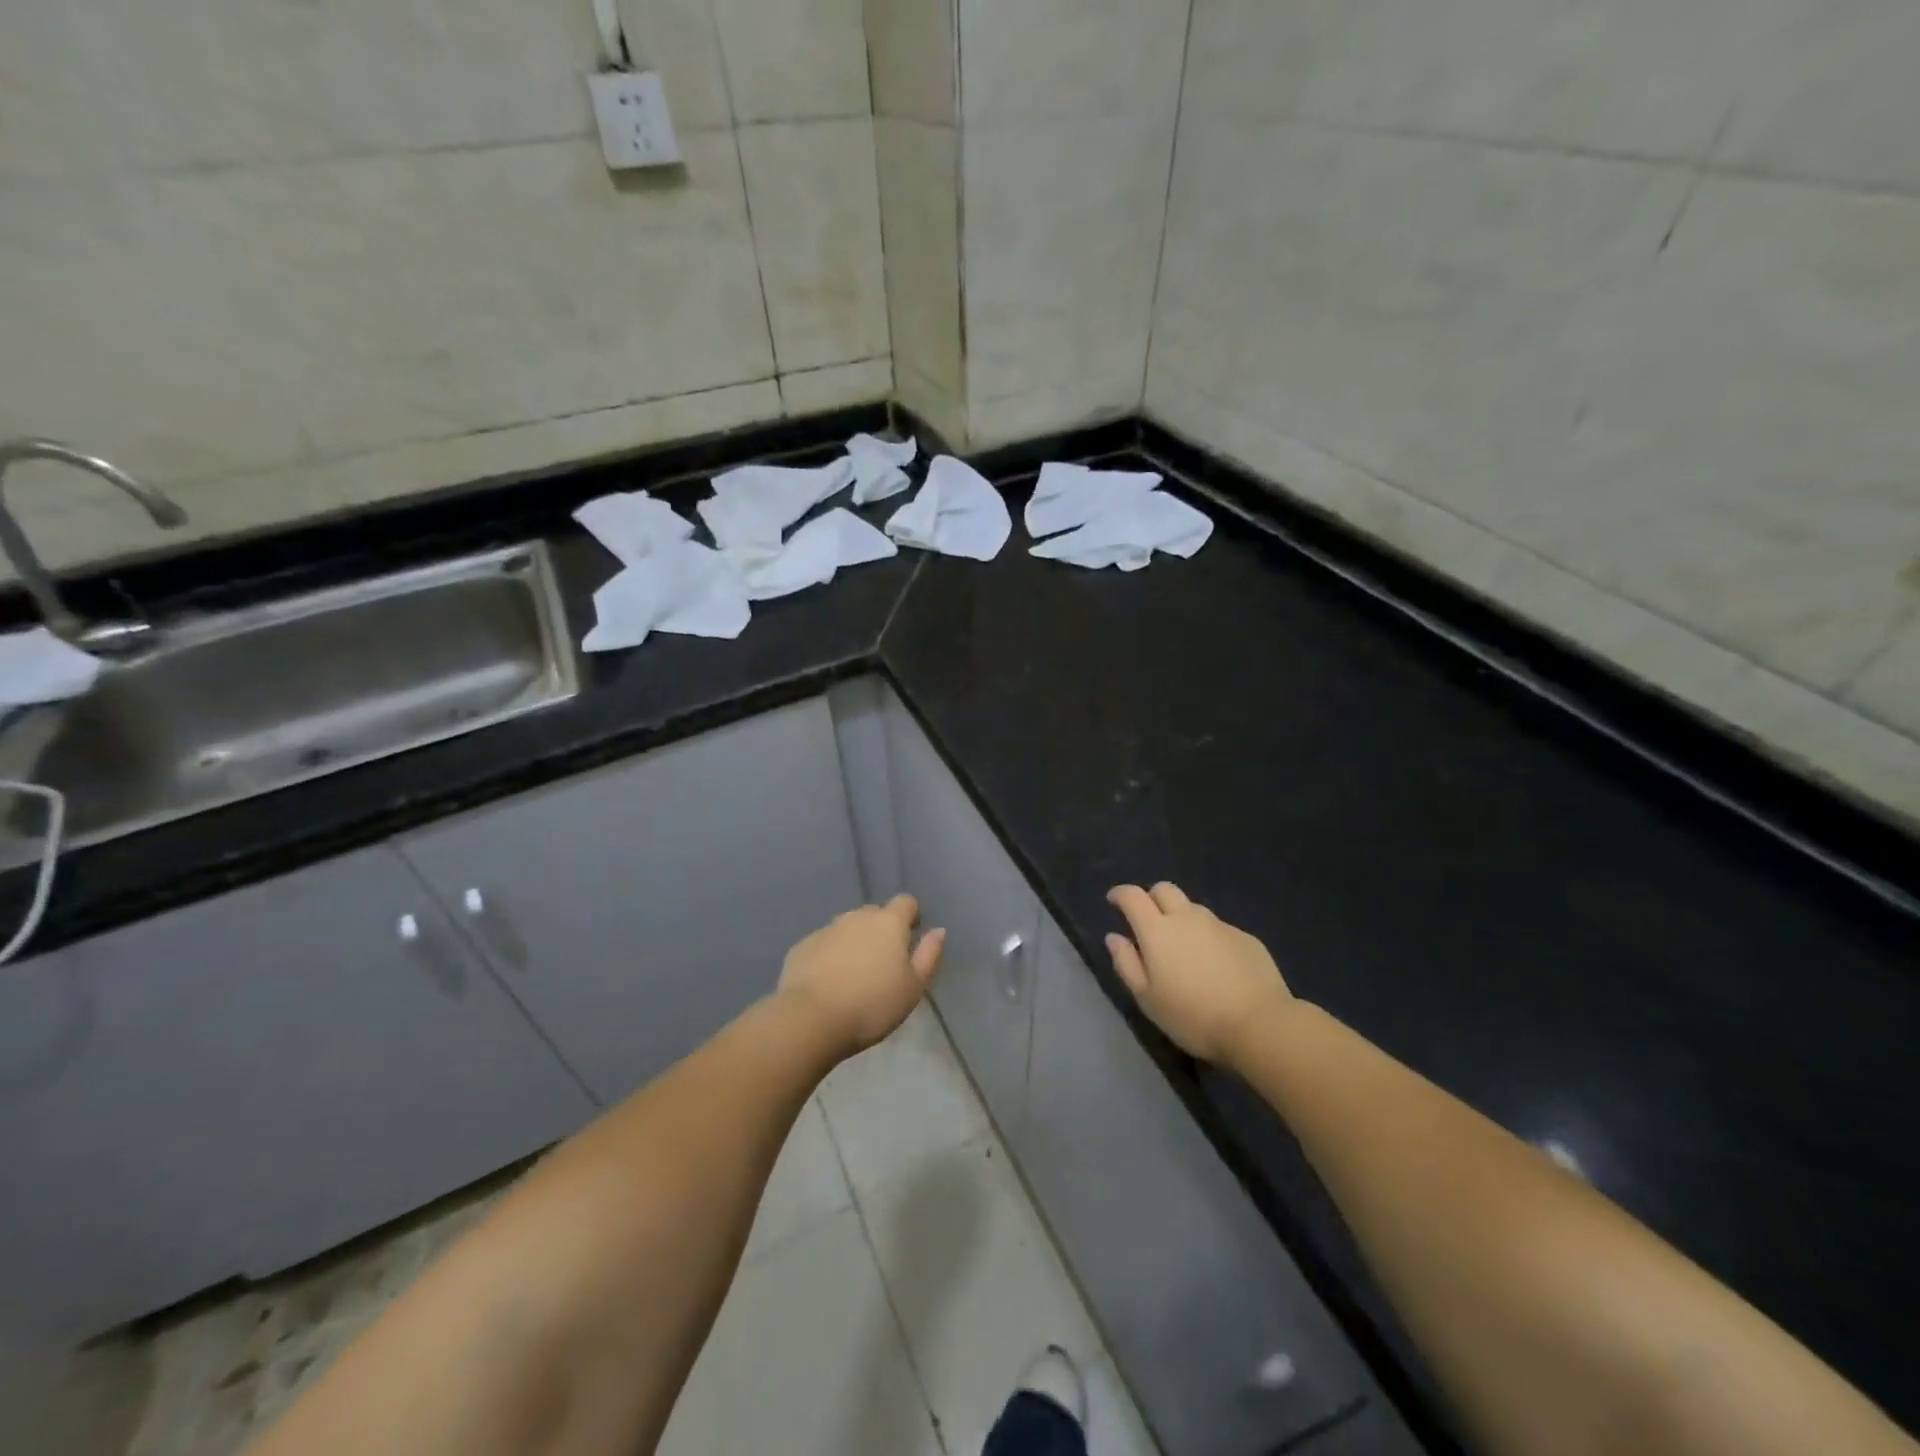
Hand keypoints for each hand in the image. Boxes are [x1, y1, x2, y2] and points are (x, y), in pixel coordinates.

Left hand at [777, 895, 945, 1056]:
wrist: (810, 1019)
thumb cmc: (872, 1004)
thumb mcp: (913, 987)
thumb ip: (929, 955)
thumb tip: (938, 931)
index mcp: (888, 922)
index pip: (906, 902)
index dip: (911, 917)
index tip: (910, 940)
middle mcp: (857, 917)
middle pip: (875, 914)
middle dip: (881, 932)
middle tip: (882, 965)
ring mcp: (826, 929)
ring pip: (847, 929)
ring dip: (854, 944)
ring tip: (854, 976)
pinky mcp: (802, 946)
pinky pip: (824, 945)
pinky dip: (829, 956)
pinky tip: (828, 983)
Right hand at [1106, 882, 1293, 1065]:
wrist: (1259, 1025)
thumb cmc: (1193, 1016)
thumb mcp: (1148, 998)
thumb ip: (1126, 963)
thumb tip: (1114, 937)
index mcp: (1157, 930)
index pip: (1133, 896)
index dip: (1120, 894)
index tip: (1113, 901)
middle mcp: (1187, 918)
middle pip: (1164, 890)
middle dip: (1151, 898)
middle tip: (1148, 921)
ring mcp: (1220, 925)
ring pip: (1193, 908)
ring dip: (1181, 918)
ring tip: (1184, 948)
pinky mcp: (1245, 937)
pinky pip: (1218, 928)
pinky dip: (1208, 937)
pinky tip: (1215, 965)